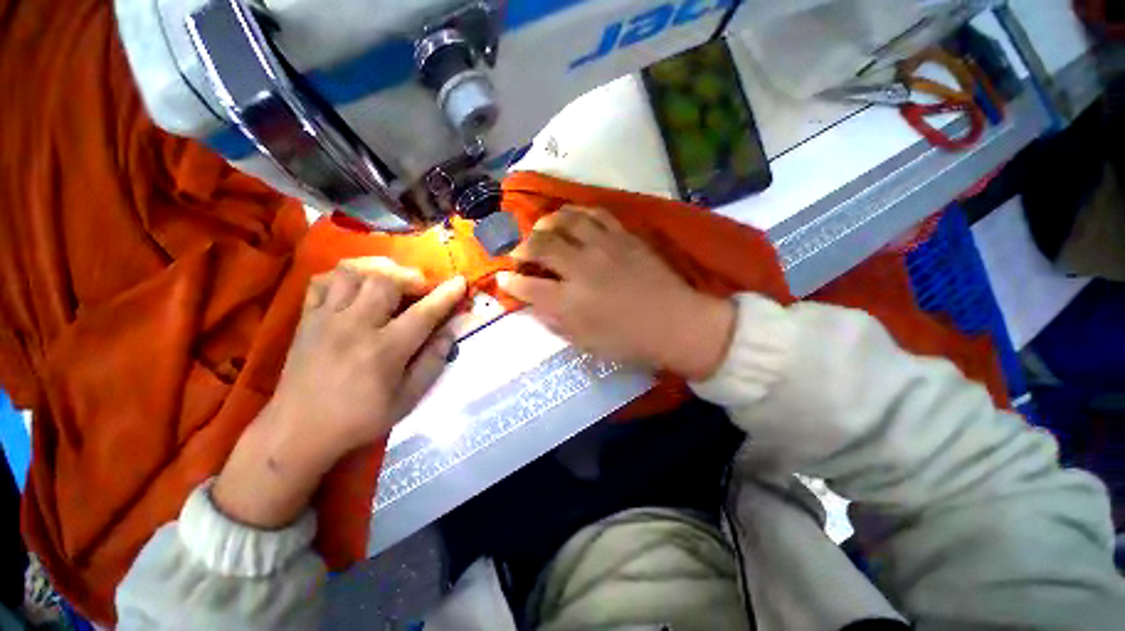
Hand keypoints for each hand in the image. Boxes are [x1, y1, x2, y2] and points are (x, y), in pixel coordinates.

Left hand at [273, 259, 465, 456]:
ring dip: (378, 270)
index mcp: (384, 350)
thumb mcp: (407, 400)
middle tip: (421, 288)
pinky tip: (357, 287)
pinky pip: (322, 281)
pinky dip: (344, 276)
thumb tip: (450, 333)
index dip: (446, 295)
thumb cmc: (359, 418)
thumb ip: (432, 363)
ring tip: (391, 281)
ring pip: (352, 272)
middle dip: (411, 277)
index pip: (423, 313)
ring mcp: (326, 319)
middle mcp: (355, 326)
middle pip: (385, 280)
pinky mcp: (306, 318)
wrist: (297, 431)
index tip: (461, 281)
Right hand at [498, 206, 733, 380]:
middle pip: (540, 245)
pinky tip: (573, 220)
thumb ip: (555, 320)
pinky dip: (577, 213)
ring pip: (565, 220)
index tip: (503, 279)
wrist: (675, 323)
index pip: (527, 287)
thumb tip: (534, 302)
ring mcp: (604, 247)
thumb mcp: (585, 342)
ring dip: (546, 223)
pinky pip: (594, 213)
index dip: (509, 282)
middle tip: (519, 252)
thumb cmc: (629, 341)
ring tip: (542, 230)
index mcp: (570, 302)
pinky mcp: (623, 236)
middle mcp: (582, 268)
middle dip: (521, 247)